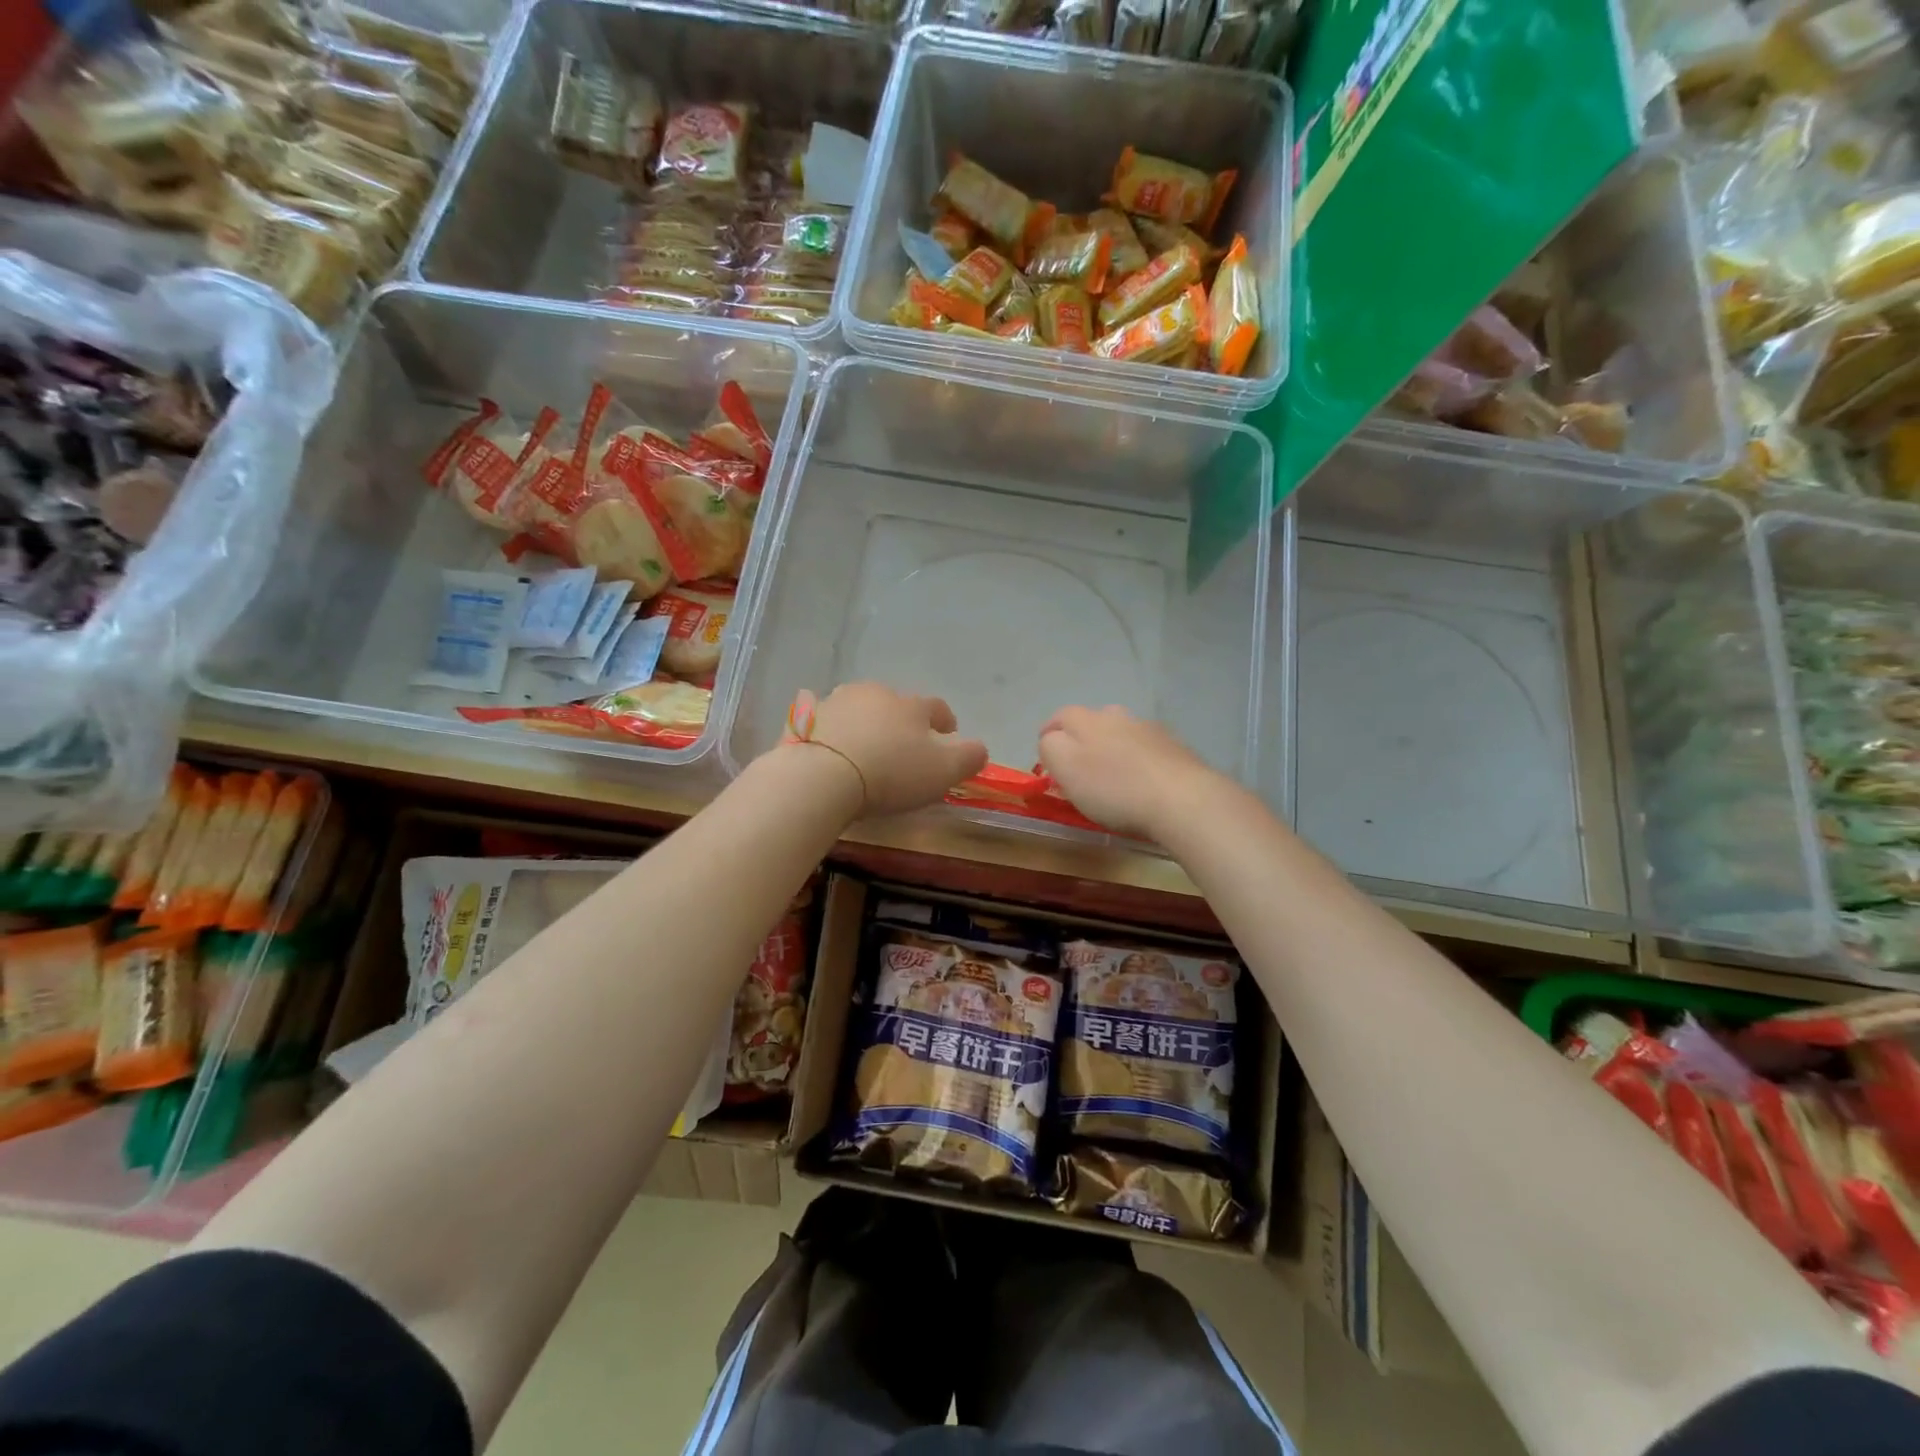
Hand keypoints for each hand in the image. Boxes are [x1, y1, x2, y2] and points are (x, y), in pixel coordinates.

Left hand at [801, 683, 988, 818]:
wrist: (823, 775)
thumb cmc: (890, 773)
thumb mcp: (943, 771)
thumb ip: (969, 758)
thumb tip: (980, 749)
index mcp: (911, 705)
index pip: (937, 708)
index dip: (945, 721)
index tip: (948, 735)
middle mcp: (875, 694)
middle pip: (895, 703)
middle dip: (901, 720)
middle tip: (903, 746)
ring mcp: (836, 701)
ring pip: (857, 705)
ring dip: (864, 720)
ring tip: (865, 745)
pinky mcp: (805, 718)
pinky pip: (817, 714)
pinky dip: (824, 721)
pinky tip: (824, 733)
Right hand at [1037, 706, 1218, 838]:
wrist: (1182, 799)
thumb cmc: (1114, 788)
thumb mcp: (1066, 769)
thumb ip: (1050, 748)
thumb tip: (1051, 739)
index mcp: (1086, 719)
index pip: (1059, 717)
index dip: (1048, 735)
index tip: (1047, 760)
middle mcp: (1118, 716)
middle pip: (1092, 721)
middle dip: (1081, 739)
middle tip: (1078, 768)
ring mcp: (1149, 729)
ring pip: (1122, 732)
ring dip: (1112, 748)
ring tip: (1112, 775)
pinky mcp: (1175, 747)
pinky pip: (1147, 749)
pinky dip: (1139, 760)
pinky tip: (1142, 781)